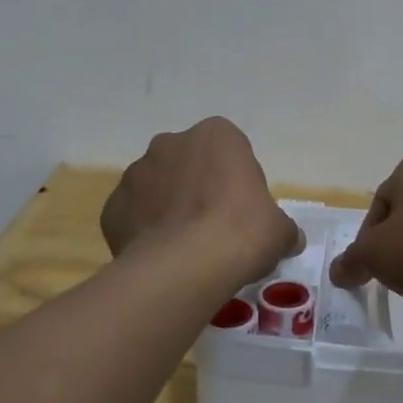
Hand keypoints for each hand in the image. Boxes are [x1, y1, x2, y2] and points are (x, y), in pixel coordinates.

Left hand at [102, 118, 300, 285]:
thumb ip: (283, 228)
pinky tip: (162, 257)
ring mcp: (136, 173)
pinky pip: (134, 215)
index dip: (237, 180)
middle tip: (215, 227)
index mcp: (216, 135)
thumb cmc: (242, 233)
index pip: (230, 149)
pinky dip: (145, 231)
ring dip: (169, 208)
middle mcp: (171, 143)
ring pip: (157, 187)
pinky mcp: (112, 207)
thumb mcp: (279, 231)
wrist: (185, 267)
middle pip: (189, 163)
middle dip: (198, 188)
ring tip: (186, 247)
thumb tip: (290, 239)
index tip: (243, 210)